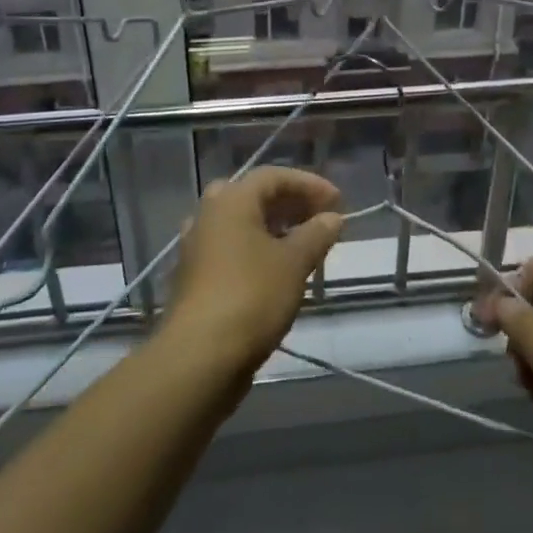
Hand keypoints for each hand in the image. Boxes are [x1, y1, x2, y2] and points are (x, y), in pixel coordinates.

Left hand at [163, 167, 343, 375]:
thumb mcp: (294, 262)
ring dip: (272, 228)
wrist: (200, 355)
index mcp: (231, 201)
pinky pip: (230, 248)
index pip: (274, 176)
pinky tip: (277, 271)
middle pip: (253, 196)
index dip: (309, 184)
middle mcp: (209, 215)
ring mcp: (197, 247)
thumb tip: (332, 217)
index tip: (337, 202)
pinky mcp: (194, 277)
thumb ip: (316, 234)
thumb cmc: (252, 296)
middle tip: (317, 218)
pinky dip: (256, 250)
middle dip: (288, 204)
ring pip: (240, 224)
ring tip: (303, 245)